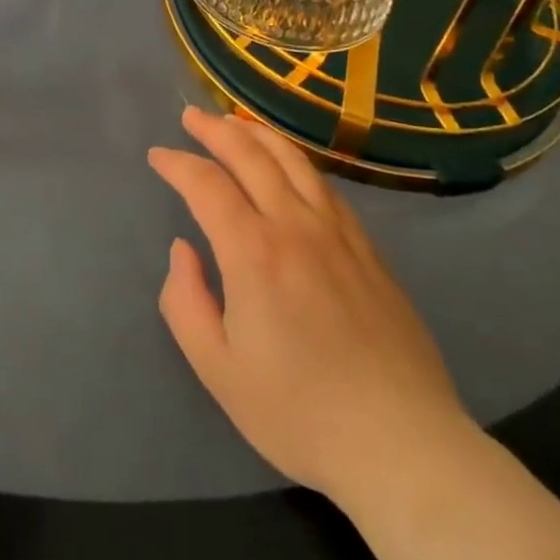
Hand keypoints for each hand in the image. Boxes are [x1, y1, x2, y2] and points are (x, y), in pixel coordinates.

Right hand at [148, 108, 469, 501]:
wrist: (402, 443)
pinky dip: (295, 161)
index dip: (177, 164)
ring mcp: (338, 232)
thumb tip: (183, 249)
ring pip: (293, 160)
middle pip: (251, 154)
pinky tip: (289, 166)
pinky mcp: (368, 247)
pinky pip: (324, 185)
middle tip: (190, 116)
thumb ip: (185, 301)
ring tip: (234, 123)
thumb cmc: (299, 413)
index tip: (157, 156)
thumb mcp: (218, 370)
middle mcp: (295, 225)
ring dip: (257, 133)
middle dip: (214, 129)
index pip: (206, 184)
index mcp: (253, 252)